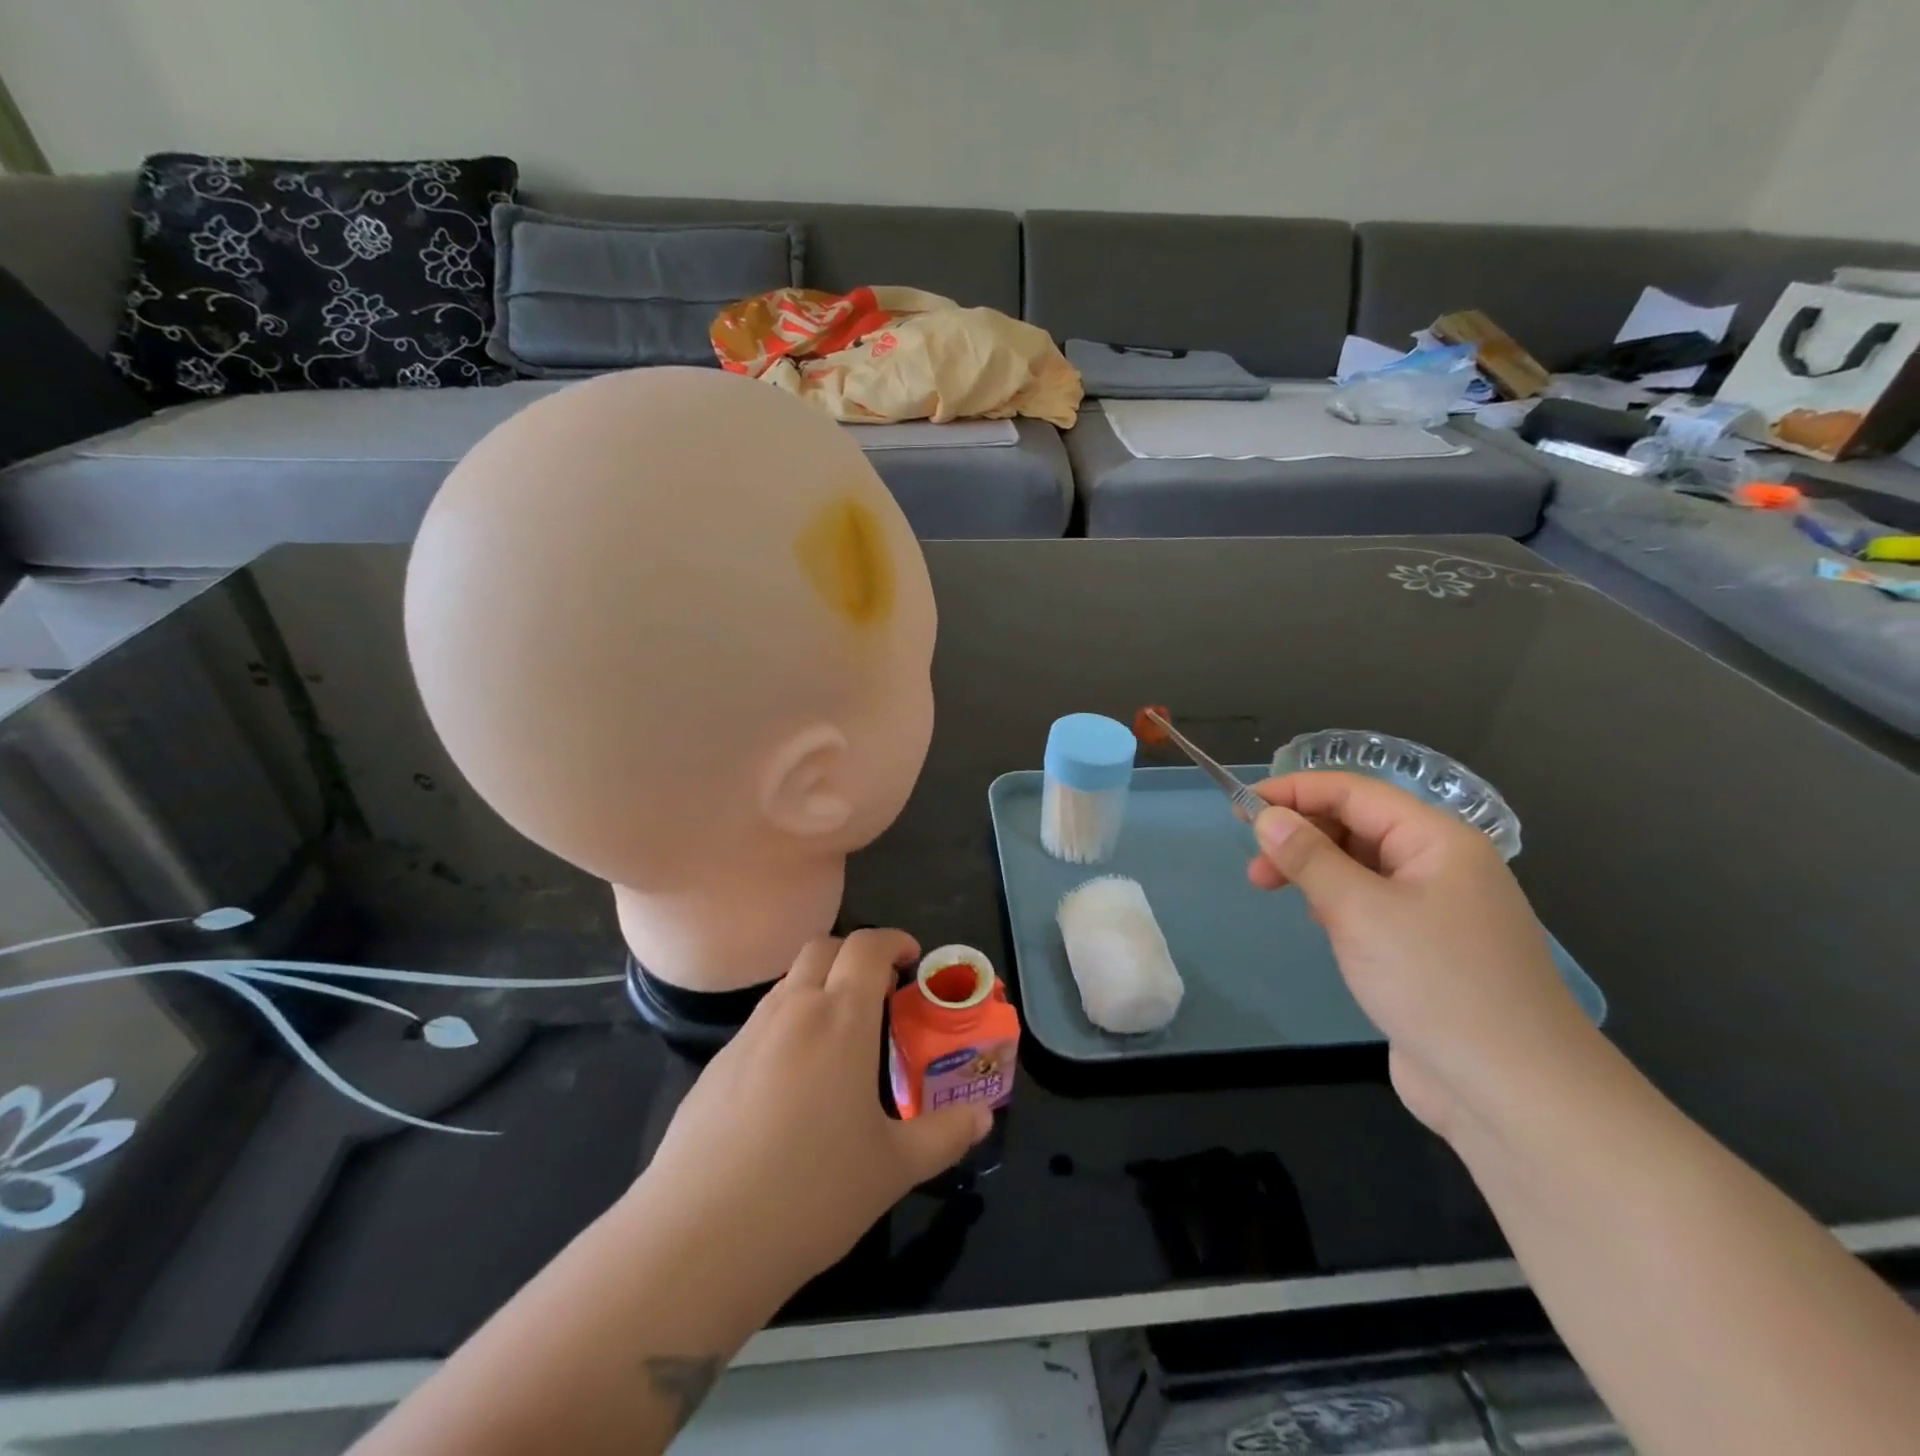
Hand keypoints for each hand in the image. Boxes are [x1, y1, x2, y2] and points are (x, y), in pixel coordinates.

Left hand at [633, 930, 990, 1294]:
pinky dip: (788, 1025)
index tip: (912, 960)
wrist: (698, 1239)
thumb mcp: (893, 1168)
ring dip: (819, 987)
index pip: (867, 946)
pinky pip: (761, 1022)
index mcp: (840, 1018)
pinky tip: (793, 1084)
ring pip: (788, 983)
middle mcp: (792, 1011)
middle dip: (855, 955)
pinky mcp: (715, 1067)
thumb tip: (982, 1117)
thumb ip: (944, 1135)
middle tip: (880, 993)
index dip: (893, 941)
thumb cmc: (811, 1193)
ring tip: (841, 1039)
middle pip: (822, 948)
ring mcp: (747, 1036)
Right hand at [1247, 772, 1599, 1135]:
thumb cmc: (1437, 984)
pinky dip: (1335, 901)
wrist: (1515, 1092)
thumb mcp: (1360, 911)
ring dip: (1313, 868)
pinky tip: (1319, 922)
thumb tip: (1267, 817)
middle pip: (1358, 825)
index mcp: (1437, 841)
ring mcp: (1437, 909)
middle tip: (1253, 865)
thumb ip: (1309, 857)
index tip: (1241, 807)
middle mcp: (1441, 865)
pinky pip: (1371, 904)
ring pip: (1361, 865)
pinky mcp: (1426, 949)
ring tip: (1270, 889)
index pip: (1354, 792)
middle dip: (1301, 834)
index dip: (1294, 791)